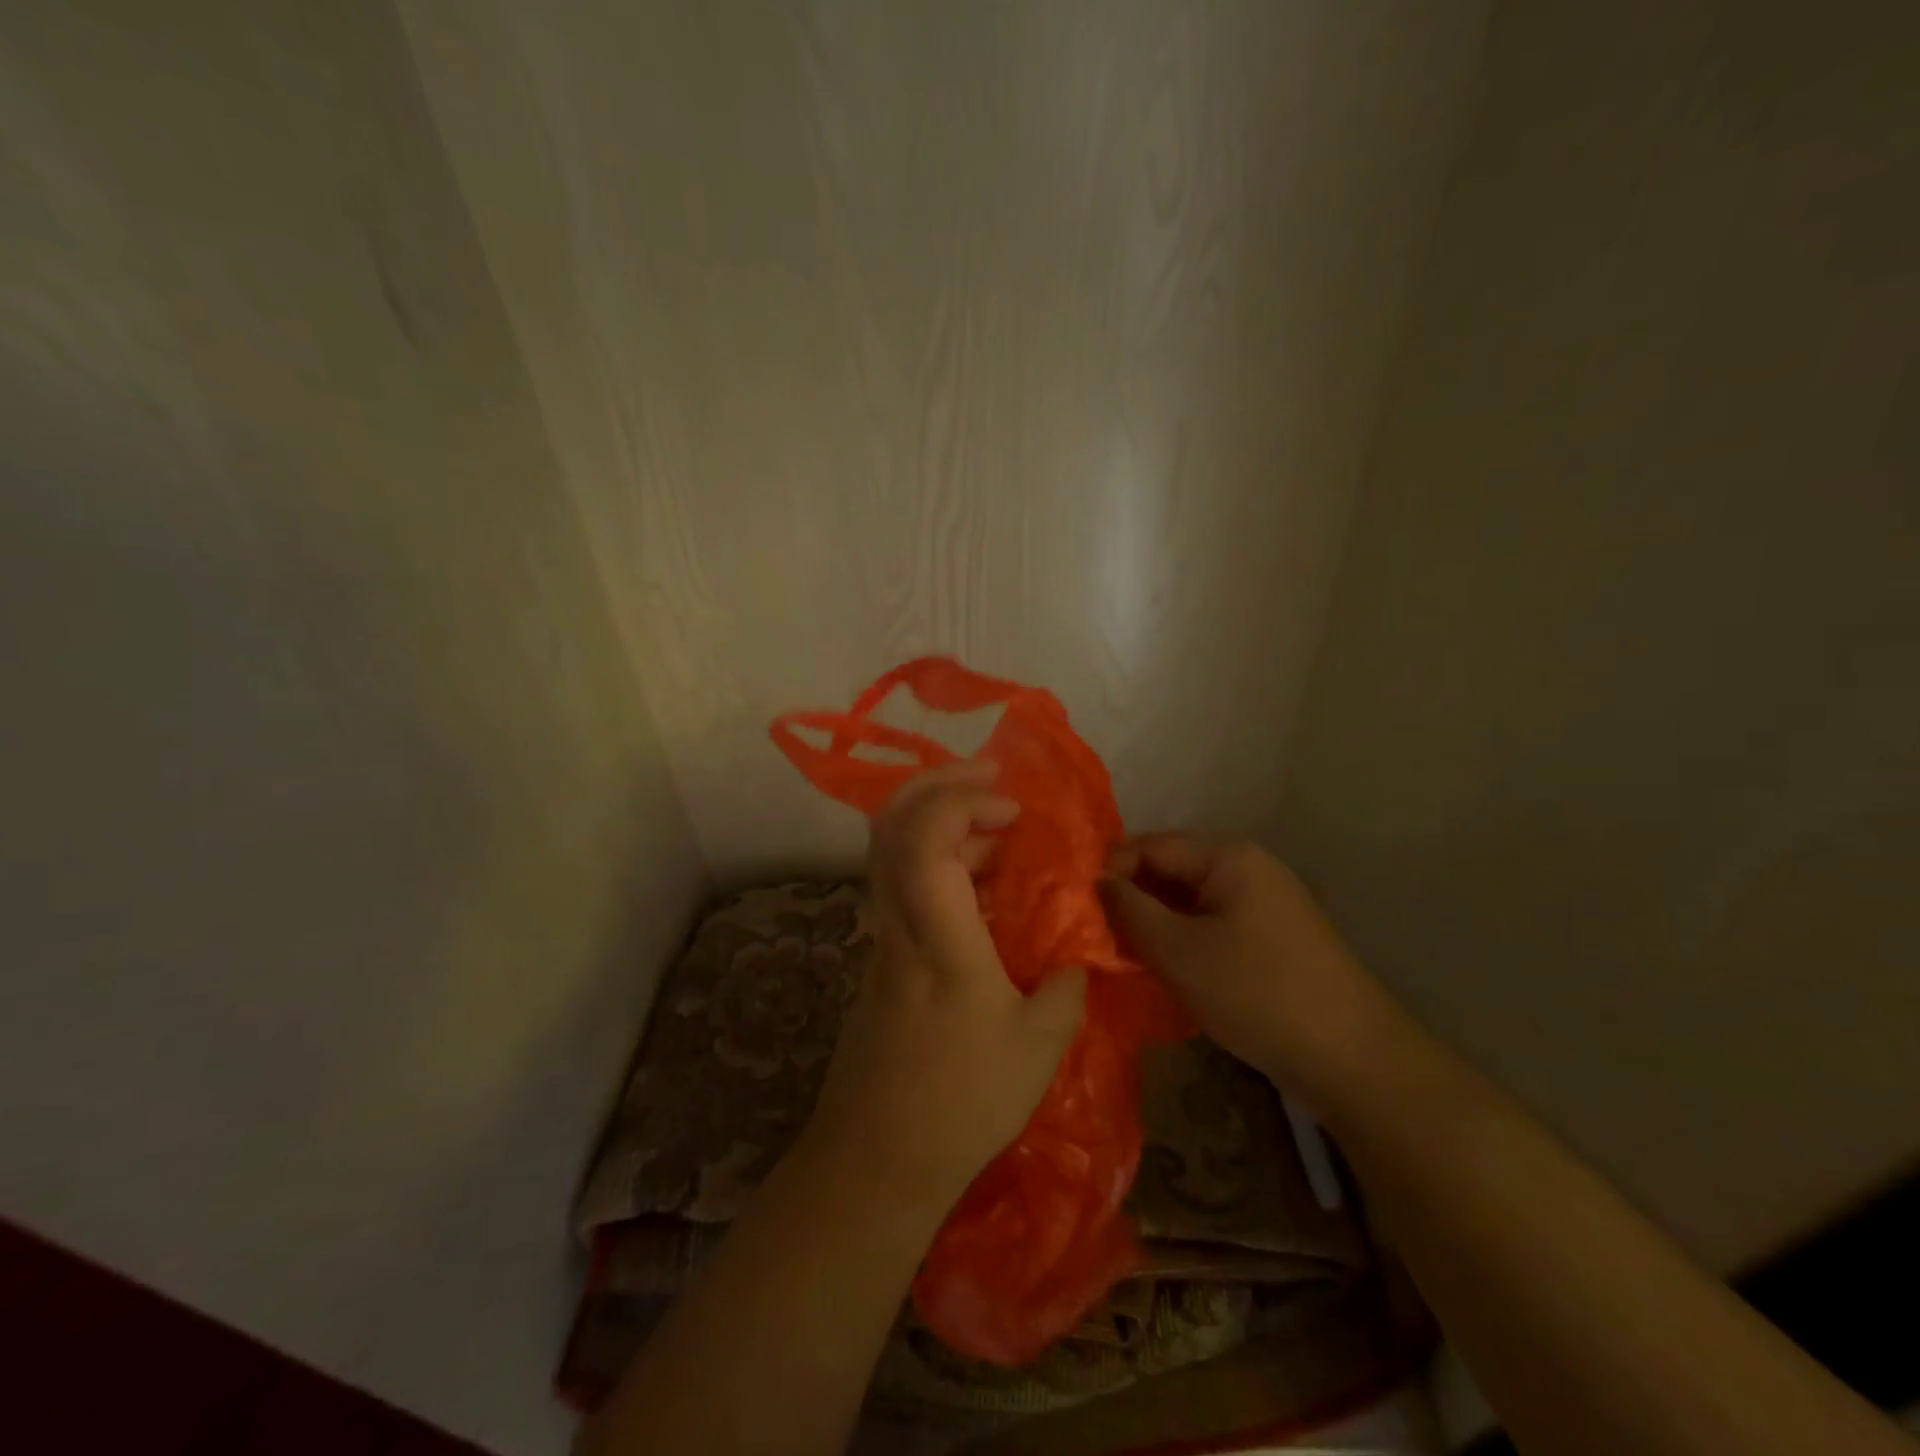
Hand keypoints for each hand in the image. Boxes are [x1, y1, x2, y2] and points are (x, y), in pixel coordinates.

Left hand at [795, 760, 1087, 1219]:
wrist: (877, 1157)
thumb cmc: (962, 1101)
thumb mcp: (1038, 1047)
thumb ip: (1064, 986)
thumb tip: (1075, 953)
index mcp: (937, 938)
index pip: (925, 838)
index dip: (962, 801)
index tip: (1012, 809)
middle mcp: (898, 923)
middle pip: (891, 826)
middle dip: (940, 786)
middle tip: (993, 783)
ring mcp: (882, 939)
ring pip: (893, 852)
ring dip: (943, 825)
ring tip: (1001, 836)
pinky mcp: (882, 958)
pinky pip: (902, 884)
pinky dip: (940, 863)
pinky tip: (984, 891)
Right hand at [1100, 834, 1397, 1102]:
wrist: (1353, 1058)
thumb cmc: (1257, 992)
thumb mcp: (1179, 952)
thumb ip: (1130, 911)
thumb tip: (1096, 882)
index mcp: (1228, 857)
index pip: (1150, 846)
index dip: (1110, 871)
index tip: (1077, 908)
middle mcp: (1247, 869)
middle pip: (1170, 871)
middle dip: (1131, 900)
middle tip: (1094, 937)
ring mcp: (1262, 904)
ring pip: (1188, 902)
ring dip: (1154, 925)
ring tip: (1121, 957)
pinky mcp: (1270, 939)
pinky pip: (1210, 926)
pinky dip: (1181, 941)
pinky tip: (1162, 970)